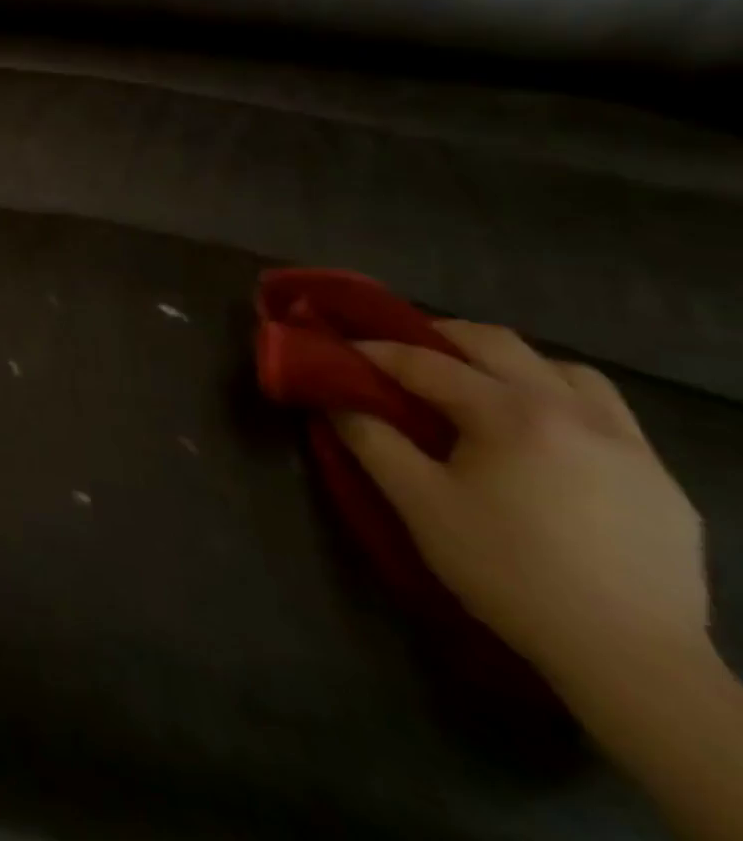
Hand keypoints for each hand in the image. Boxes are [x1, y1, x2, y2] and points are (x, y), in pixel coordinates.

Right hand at [334, 321, 708, 694]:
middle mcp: (572, 411)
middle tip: (403, 354)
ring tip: (482, 387)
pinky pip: (607, 412)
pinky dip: (562, 400)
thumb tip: (337, 399)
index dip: (376, 351)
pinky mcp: (660, 478)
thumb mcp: (418, 504)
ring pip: (563, 369)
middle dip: (441, 337)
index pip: (426, 362)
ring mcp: (627, 443)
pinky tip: (543, 436)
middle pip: (497, 343)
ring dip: (512, 364)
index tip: (340, 348)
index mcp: (511, 414)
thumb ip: (371, 440)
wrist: (630, 660)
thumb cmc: (508, 570)